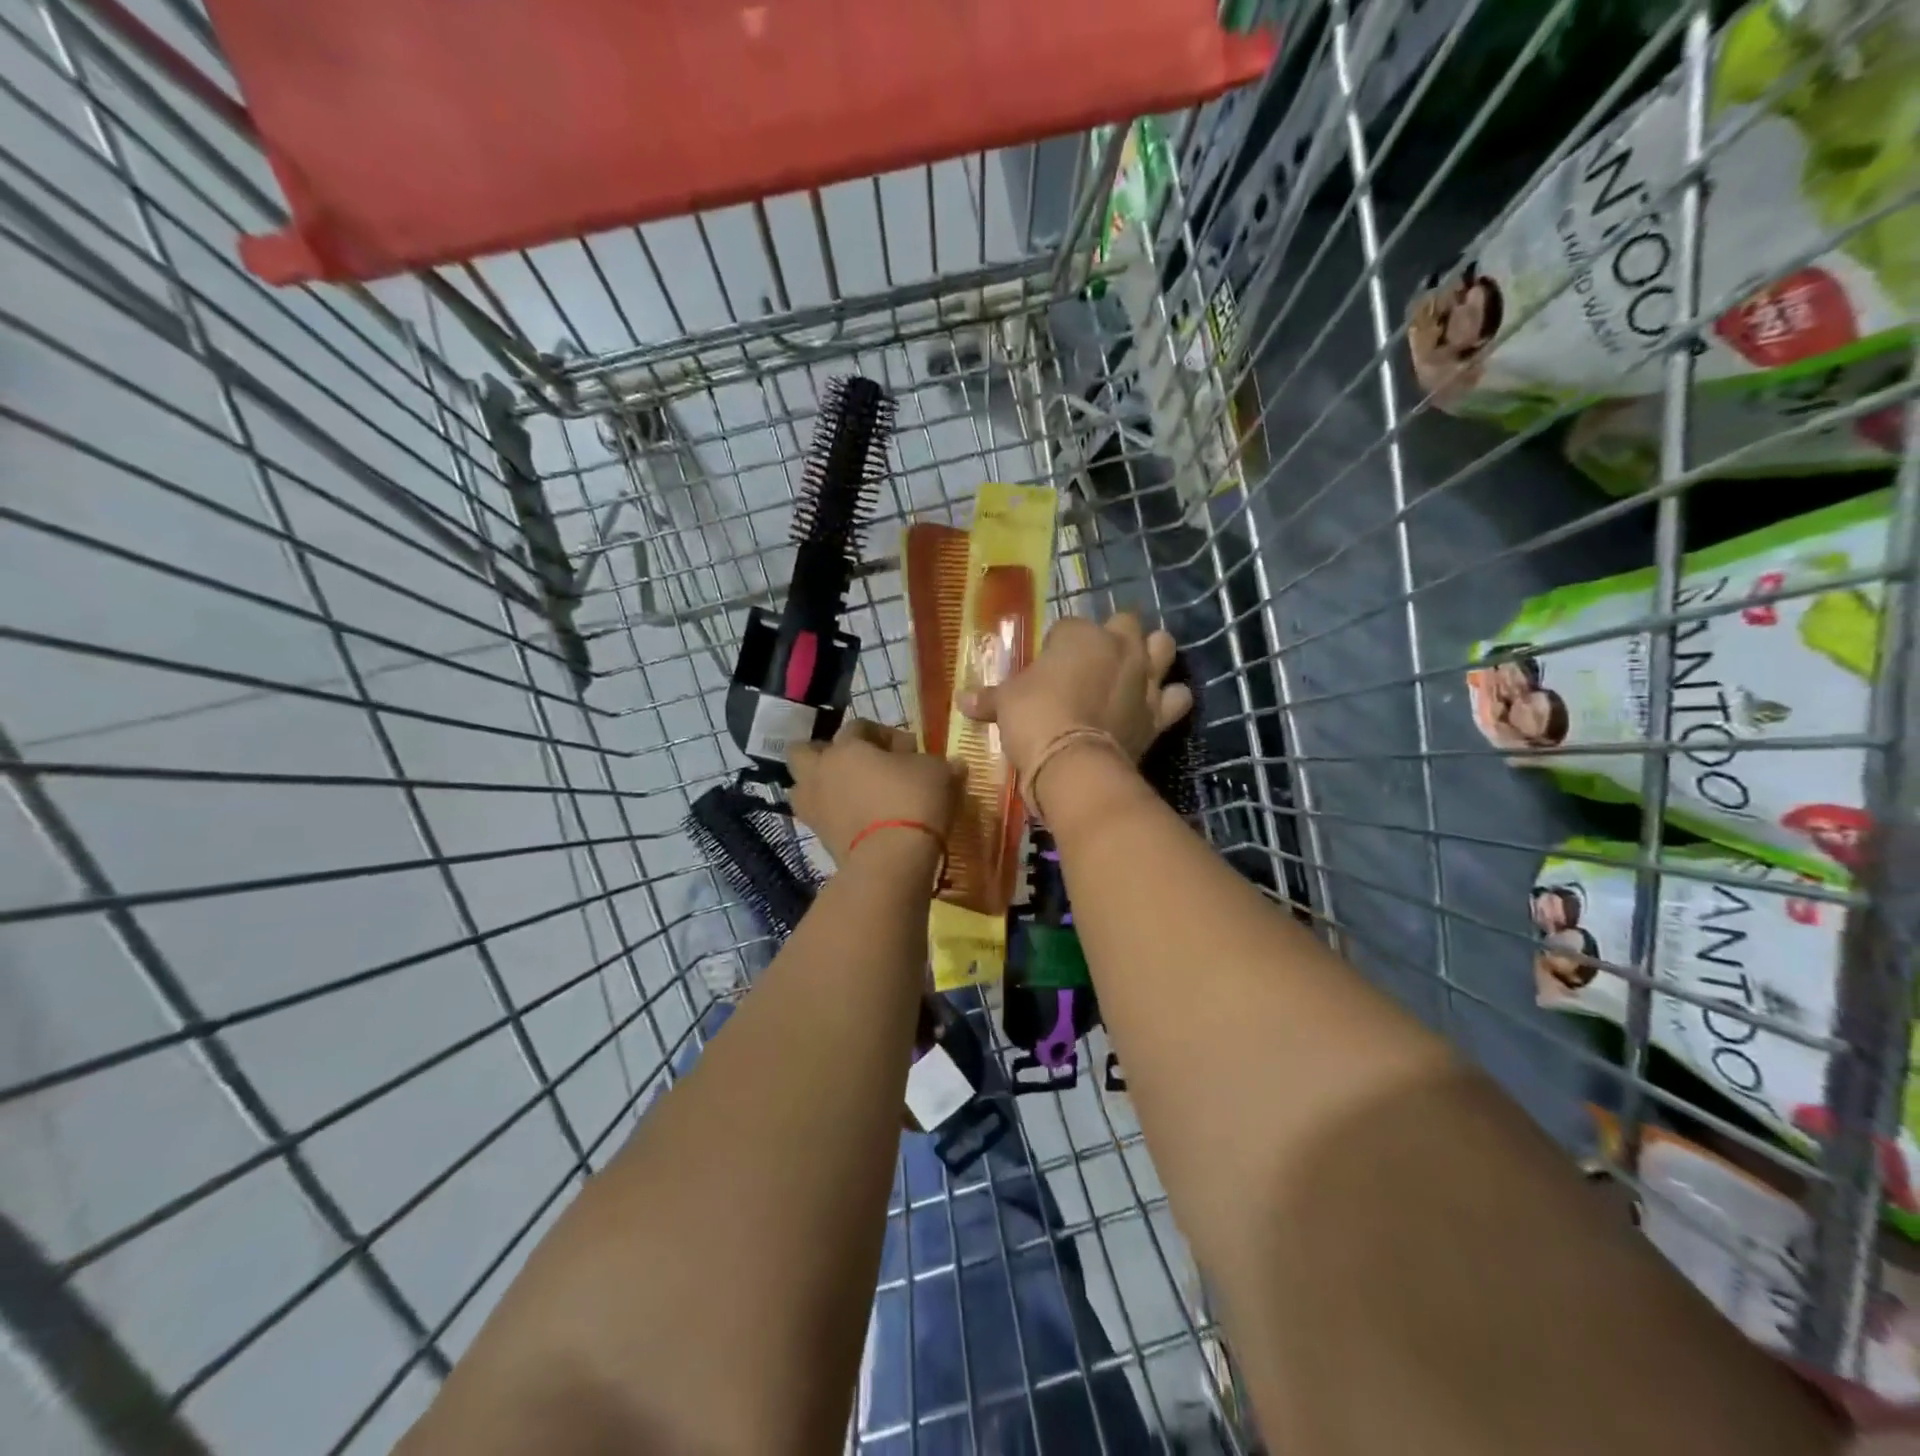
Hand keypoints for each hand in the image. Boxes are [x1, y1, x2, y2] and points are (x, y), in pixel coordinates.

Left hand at [787, 719, 961, 864]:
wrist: (892, 860)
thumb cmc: (913, 801)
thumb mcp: (938, 773)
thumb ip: (939, 764)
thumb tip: (953, 764)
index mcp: (847, 747)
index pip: (858, 726)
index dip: (884, 734)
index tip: (910, 749)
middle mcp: (821, 771)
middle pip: (805, 751)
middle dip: (827, 753)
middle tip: (858, 764)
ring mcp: (814, 806)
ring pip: (803, 786)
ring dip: (822, 785)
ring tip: (851, 794)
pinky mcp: (818, 837)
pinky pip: (820, 816)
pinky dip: (833, 814)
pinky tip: (858, 818)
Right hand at [958, 613, 1193, 783]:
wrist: (1072, 763)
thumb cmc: (1034, 719)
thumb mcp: (1005, 703)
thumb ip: (988, 698)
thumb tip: (961, 700)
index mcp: (1080, 634)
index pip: (1069, 626)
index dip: (1058, 644)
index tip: (1048, 664)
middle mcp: (1120, 646)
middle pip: (1126, 621)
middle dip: (1114, 634)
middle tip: (1095, 658)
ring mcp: (1145, 678)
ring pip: (1164, 646)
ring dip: (1153, 653)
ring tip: (1136, 669)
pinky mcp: (1160, 712)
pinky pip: (1179, 697)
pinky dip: (1170, 699)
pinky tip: (1158, 705)